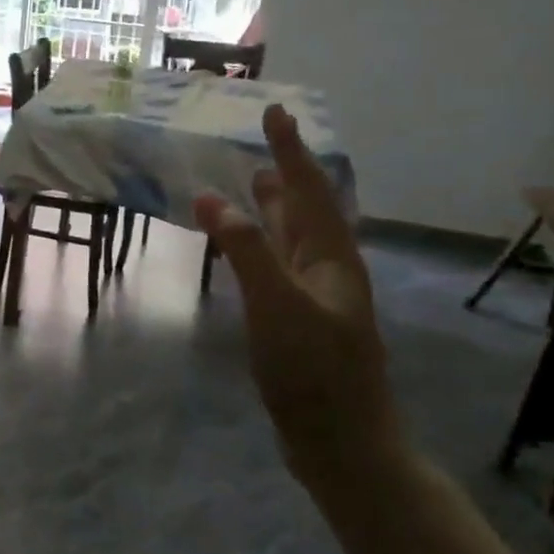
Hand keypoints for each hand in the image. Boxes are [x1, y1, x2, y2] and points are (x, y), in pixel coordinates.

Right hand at [195, 104, 397, 476]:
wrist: (342, 441)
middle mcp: (328, 270)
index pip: (310, 190)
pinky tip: (250, 252)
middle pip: (307, 210)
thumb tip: (210, 196)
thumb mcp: (276, 304)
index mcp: (332, 258)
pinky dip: (262, 247)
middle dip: (287, 176)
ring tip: (256, 185)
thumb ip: (245, 249)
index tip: (277, 112)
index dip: (292, 150)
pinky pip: (279, 267)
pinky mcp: (300, 322)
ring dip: (276, 210)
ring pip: (294, 240)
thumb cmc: (313, 370)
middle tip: (264, 145)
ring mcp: (316, 298)